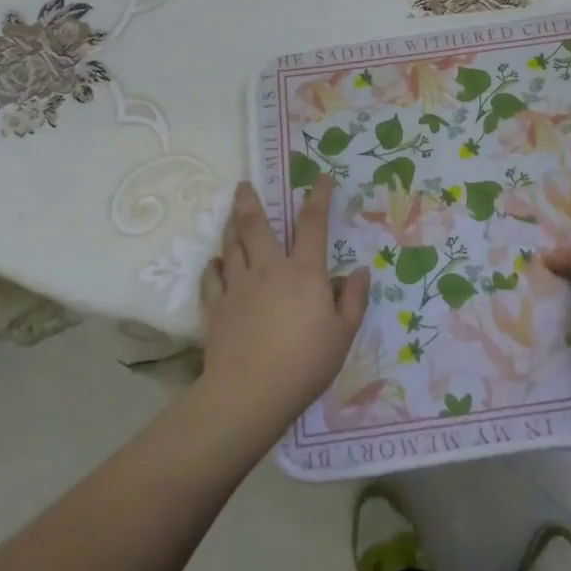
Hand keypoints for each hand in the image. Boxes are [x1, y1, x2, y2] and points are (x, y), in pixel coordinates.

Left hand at [198, 178, 370, 427]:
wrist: (250, 392)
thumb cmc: (305, 363)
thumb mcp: (343, 334)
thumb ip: (353, 299)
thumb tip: (358, 270)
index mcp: (304, 271)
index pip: (313, 224)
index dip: (318, 197)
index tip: (320, 178)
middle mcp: (269, 268)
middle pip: (256, 225)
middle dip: (249, 201)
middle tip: (243, 185)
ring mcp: (238, 285)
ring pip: (231, 246)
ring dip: (231, 228)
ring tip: (231, 216)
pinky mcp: (216, 307)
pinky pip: (211, 277)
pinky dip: (213, 266)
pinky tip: (215, 263)